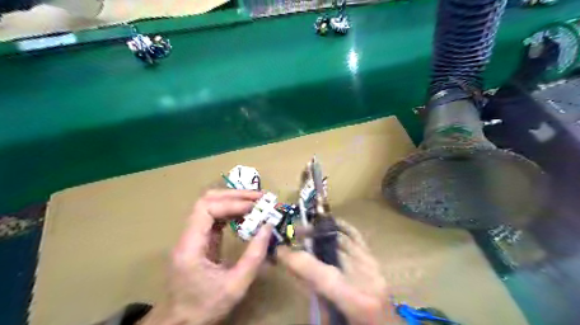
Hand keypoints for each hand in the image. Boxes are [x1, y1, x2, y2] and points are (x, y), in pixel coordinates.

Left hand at [142, 189, 273, 324]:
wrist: (180, 323)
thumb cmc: (205, 307)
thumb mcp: (236, 285)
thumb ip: (254, 255)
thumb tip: (268, 226)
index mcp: (190, 246)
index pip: (207, 209)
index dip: (232, 203)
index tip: (255, 207)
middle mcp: (187, 236)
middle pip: (206, 201)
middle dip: (234, 195)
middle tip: (259, 197)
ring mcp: (192, 236)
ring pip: (210, 206)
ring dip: (233, 201)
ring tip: (256, 202)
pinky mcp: (199, 240)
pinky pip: (214, 218)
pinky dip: (231, 212)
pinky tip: (246, 216)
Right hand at [276, 220, 394, 323]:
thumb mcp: (329, 319)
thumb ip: (313, 293)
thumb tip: (295, 268)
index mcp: (355, 300)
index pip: (320, 272)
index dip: (296, 259)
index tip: (280, 250)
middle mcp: (367, 278)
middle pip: (333, 247)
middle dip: (310, 236)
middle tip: (294, 233)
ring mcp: (374, 267)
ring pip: (344, 238)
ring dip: (323, 230)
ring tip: (307, 228)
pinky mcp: (377, 262)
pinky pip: (358, 238)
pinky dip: (344, 228)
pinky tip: (331, 223)